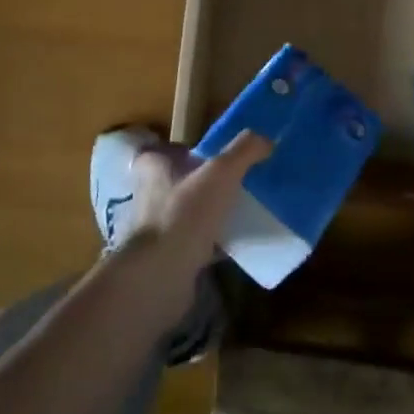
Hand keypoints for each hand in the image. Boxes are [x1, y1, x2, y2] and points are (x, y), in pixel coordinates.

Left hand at [108, 130, 270, 332]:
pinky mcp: (167, 257)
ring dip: (206, 212)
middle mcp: (149, 195)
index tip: (208, 153)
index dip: (181, 149)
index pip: (161, 150)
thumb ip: (243, 151)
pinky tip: (235, 244)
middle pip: (175, 181)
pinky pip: (194, 243)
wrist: (160, 275)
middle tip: (232, 181)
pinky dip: (212, 243)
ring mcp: (156, 229)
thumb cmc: (184, 213)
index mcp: (154, 169)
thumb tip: (265, 138)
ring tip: (238, 210)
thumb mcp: (221, 173)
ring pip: (185, 213)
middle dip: (200, 181)